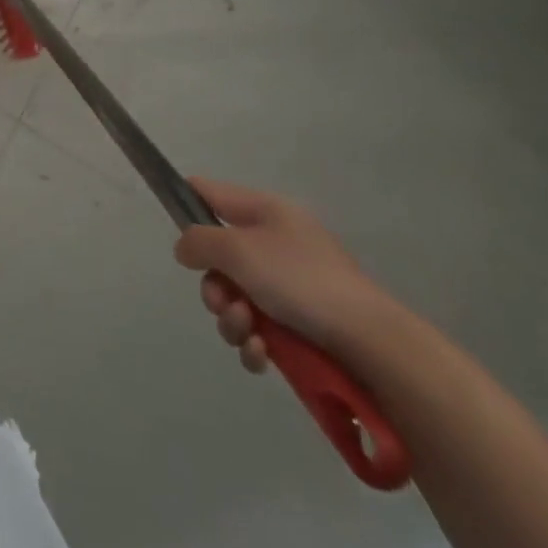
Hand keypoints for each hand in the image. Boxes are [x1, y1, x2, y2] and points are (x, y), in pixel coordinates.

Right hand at [173, 179, 392, 372]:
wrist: (373, 345)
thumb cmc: (301, 282)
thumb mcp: (238, 250)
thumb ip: (199, 241)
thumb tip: (185, 247)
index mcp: (265, 211)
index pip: (210, 193)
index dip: (185, 204)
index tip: (174, 231)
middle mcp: (276, 243)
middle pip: (219, 257)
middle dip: (214, 286)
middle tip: (223, 303)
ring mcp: (290, 287)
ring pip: (237, 298)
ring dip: (232, 319)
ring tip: (249, 333)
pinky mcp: (301, 327)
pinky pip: (261, 329)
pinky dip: (254, 342)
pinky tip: (262, 354)